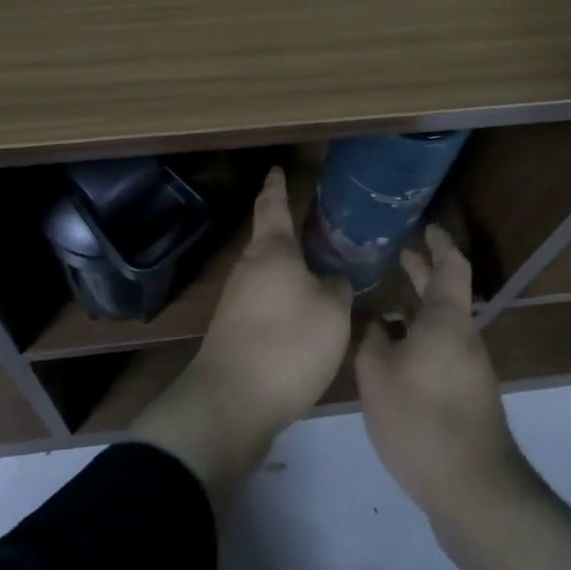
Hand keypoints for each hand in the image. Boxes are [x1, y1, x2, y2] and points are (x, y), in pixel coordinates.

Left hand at [129, 166, 352, 504]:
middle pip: (269, 241)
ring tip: (318, 274)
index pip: (273, 206)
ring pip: (267, 273)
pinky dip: (284, 300)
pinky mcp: (234, 329)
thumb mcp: (332, 312)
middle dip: (289, 233)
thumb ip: (337, 287)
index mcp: (272, 250)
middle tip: (317, 228)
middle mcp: (248, 267)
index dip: (276, 186)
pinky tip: (303, 317)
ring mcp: (236, 299)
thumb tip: (333, 278)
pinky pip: (264, 302)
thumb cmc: (288, 342)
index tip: (277, 169)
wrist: (233, 400)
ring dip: (289, 271)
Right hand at [358, 226, 570, 569]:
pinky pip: (435, 349)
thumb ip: (368, 335)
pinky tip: (386, 351)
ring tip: (378, 300)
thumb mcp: (377, 371)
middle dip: (420, 270)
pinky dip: (413, 337)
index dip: (437, 241)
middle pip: (443, 292)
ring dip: (412, 307)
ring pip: (437, 324)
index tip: (422, 225)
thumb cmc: (422, 417)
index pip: (450, 264)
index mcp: (445, 318)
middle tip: (392, 251)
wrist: (472, 490)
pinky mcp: (462, 396)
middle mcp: (461, 336)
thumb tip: (366, 315)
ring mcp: (465, 368)